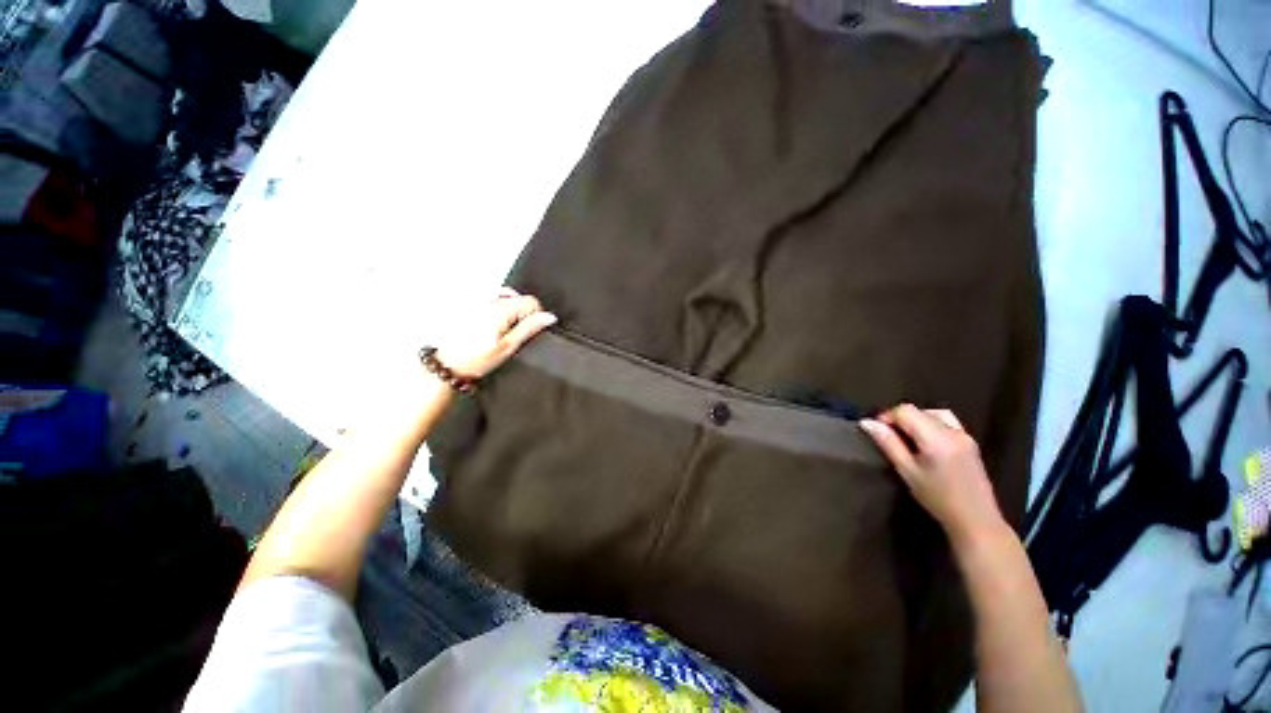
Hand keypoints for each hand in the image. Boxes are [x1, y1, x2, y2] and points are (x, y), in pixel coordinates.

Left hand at [435, 288, 556, 378]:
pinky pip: (492, 300)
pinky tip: (494, 324)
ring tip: (503, 331)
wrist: (447, 364)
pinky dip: (498, 309)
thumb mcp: (509, 346)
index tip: (529, 330)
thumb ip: (530, 328)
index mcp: (500, 309)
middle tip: (514, 335)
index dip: (536, 316)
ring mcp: (477, 301)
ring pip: (506, 298)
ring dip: (510, 312)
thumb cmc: (475, 359)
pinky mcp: (469, 305)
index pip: (531, 301)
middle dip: (522, 314)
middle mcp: (488, 300)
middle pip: (518, 298)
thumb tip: (549, 317)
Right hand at [859, 404, 1004, 546]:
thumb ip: (888, 443)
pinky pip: (946, 422)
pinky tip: (926, 442)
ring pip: (933, 414)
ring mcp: (964, 435)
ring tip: (907, 439)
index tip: (877, 432)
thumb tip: (867, 423)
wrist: (976, 520)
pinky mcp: (970, 442)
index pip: (905, 411)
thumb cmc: (938, 498)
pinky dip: (931, 424)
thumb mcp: (907, 472)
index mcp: (936, 438)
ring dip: (916, 420)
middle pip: (919, 411)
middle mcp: (952, 431)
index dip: (887, 417)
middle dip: (900, 419)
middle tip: (889, 438)